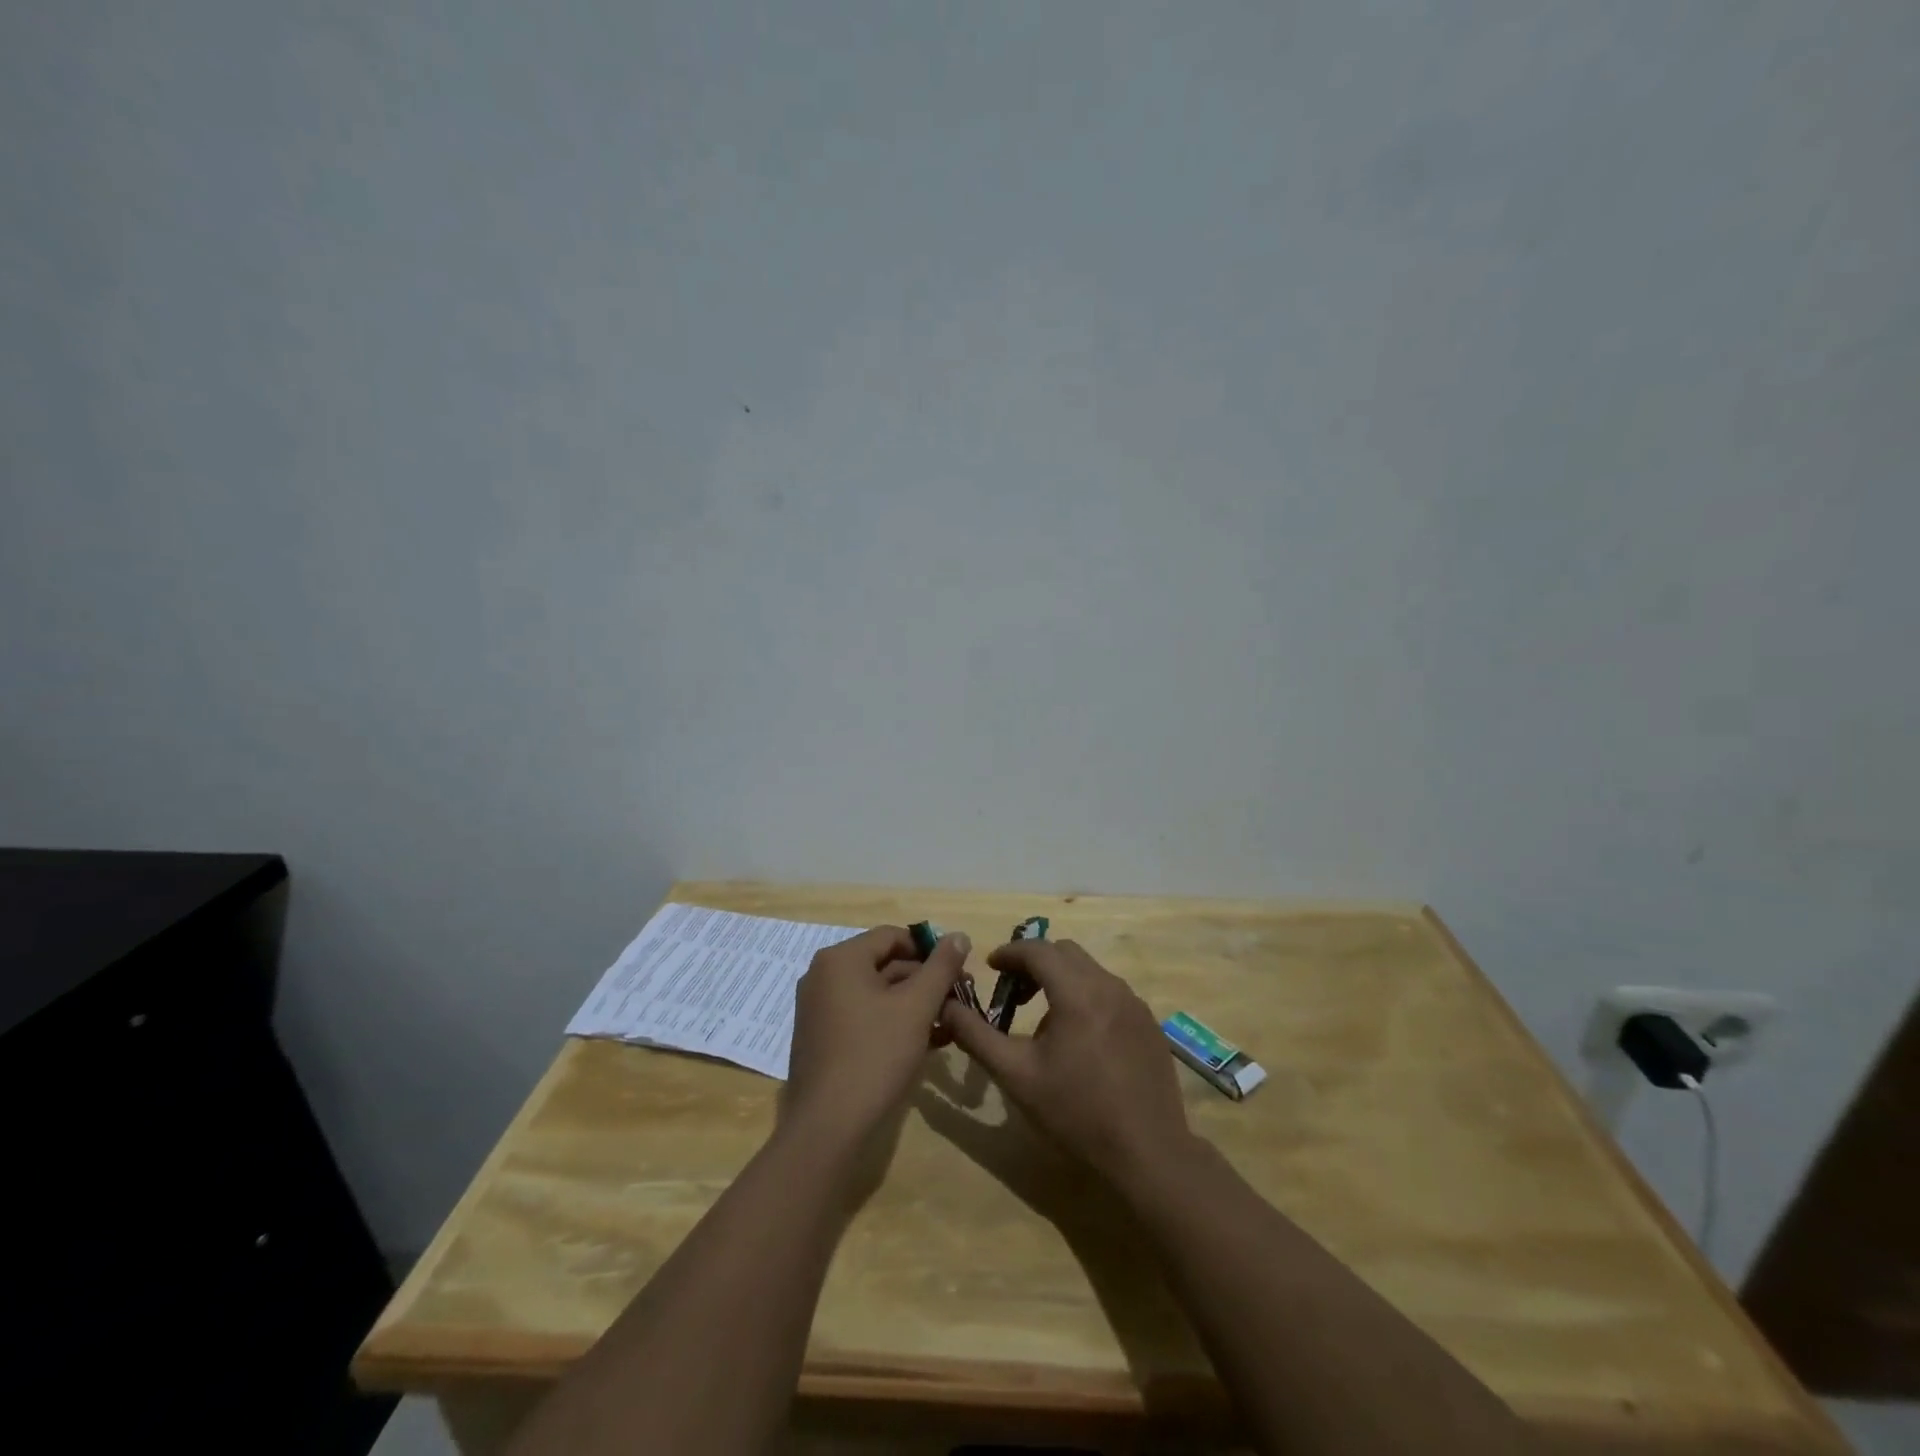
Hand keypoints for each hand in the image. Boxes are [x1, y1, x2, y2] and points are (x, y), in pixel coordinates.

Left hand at [784, 925, 969, 1145]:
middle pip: (884, 964)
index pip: (893, 936)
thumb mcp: (917, 1007)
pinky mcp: (822, 1039)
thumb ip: (941, 967)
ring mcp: (819, 1009)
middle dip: (925, 980)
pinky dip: (892, 1022)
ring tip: (948, 1023)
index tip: (959, 972)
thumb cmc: (875, 1055)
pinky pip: (863, 1016)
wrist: (828, 1128)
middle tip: (959, 999)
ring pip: (876, 993)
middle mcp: (823, 976)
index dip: (930, 950)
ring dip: (913, 1003)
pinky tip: (924, 1042)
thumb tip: (959, 935)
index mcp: (841, 959)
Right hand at [941, 938, 1190, 1184]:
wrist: (1147, 1153)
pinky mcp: (1149, 1023)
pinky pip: (1110, 992)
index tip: (990, 966)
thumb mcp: (1016, 1075)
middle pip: (1065, 953)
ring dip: (1061, 979)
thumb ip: (977, 1036)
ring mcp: (1135, 1003)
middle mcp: (1109, 986)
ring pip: (1090, 970)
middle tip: (1012, 992)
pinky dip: (1086, 996)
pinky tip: (1079, 1038)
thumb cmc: (1075, 1112)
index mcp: (1077, 992)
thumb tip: (946, 1007)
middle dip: (1034, 962)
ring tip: (1042, 1017)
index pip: (1038, 950)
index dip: (1010, 952)